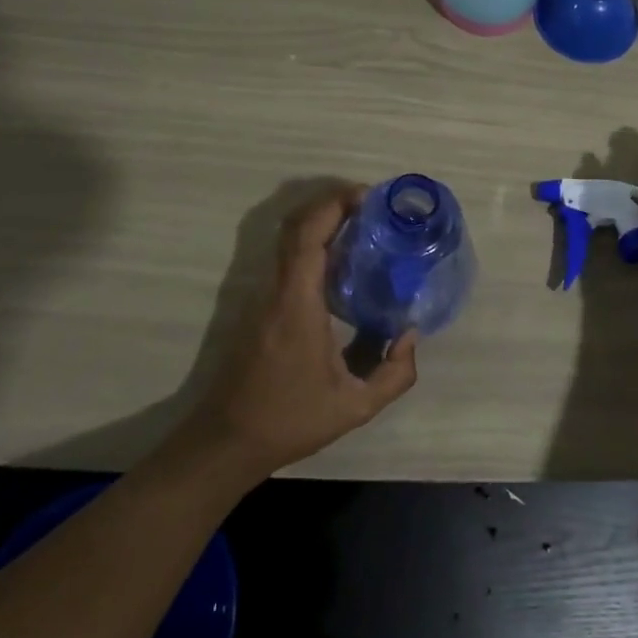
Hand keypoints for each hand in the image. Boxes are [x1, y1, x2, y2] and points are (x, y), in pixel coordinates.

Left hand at [182, 188, 417, 479]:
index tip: (368, 197)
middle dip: (331, 203)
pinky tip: (342, 260)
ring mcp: (263, 296)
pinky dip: (313, 243)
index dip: (335, 204)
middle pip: (296, 226)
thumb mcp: (354, 408)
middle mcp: (276, 289)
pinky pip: (287, 258)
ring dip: (321, 221)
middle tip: (372, 206)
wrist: (226, 441)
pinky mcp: (259, 306)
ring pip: (288, 239)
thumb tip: (411, 336)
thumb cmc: (289, 420)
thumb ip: (394, 375)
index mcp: (297, 303)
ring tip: (362, 225)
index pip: (309, 235)